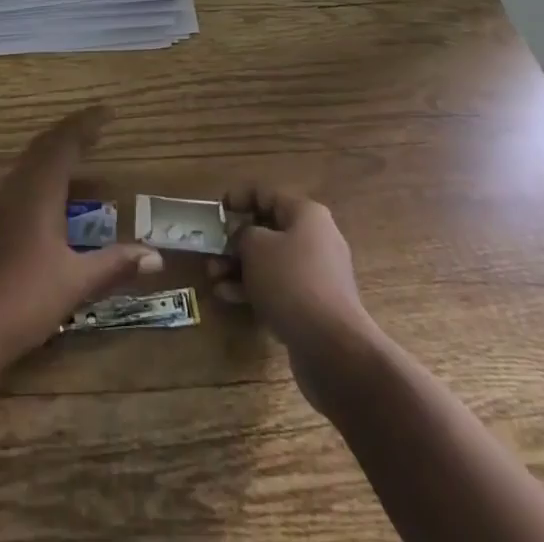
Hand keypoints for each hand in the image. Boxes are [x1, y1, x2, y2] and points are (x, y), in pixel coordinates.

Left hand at [0, 106, 161, 367]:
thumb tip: (156, 256)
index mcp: (39, 192)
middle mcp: (19, 189)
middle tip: (97, 127)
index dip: (86, 124)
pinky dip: (44, 169)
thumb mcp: (77, 282)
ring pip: (30, 161)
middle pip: (44, 145)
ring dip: (55, 149)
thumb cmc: (26, 299)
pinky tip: (54, 192)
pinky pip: (23, 178)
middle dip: (71, 132)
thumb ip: (115, 264)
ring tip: (80, 150)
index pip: (64, 143)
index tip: (108, 112)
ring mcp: (3, 205)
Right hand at [210, 187, 382, 412]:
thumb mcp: (255, 246)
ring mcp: (316, 275)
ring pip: (270, 262)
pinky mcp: (313, 306)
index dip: (237, 198)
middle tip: (211, 251)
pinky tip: (228, 296)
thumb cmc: (291, 281)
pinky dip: (254, 289)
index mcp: (306, 214)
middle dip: (235, 241)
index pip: (265, 194)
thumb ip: (241, 233)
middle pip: (267, 230)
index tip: (216, 212)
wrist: (332, 348)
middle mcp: (315, 239)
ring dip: (239, 267)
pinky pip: (278, 287)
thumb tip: (242, 237)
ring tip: (213, 277)